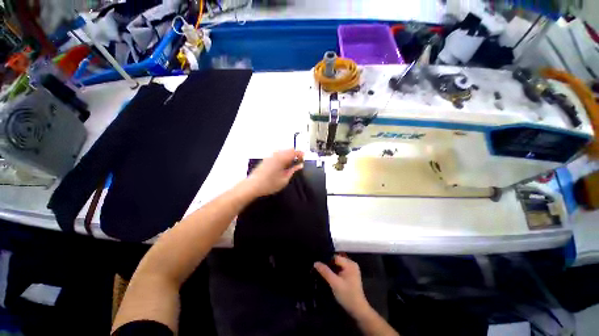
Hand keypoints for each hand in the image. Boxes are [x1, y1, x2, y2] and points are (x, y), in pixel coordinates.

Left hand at [244, 149, 303, 196]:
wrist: (253, 185)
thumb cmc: (269, 184)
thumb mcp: (284, 179)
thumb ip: (293, 171)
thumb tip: (299, 166)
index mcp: (282, 158)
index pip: (294, 151)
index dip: (301, 154)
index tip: (304, 159)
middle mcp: (276, 155)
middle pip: (289, 149)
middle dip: (295, 154)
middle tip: (299, 161)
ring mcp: (270, 156)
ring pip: (283, 151)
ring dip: (289, 155)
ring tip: (292, 164)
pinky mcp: (267, 159)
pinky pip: (278, 154)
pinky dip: (283, 156)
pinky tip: (283, 164)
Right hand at [314, 255, 370, 317]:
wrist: (358, 310)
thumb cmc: (347, 295)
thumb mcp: (334, 283)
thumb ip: (325, 272)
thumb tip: (315, 262)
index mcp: (350, 264)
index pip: (335, 257)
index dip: (326, 260)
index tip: (318, 264)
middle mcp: (352, 264)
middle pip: (336, 260)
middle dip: (328, 264)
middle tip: (318, 268)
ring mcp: (352, 269)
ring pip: (338, 265)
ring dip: (331, 268)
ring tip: (322, 271)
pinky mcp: (350, 275)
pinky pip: (340, 269)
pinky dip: (334, 271)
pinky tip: (329, 275)